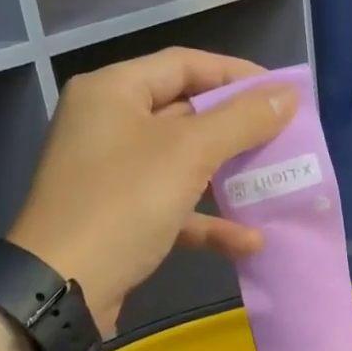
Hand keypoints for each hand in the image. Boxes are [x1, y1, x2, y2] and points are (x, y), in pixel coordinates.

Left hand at [8, 48, 294, 330]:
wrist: (63, 287)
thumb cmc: (123, 203)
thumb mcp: (188, 154)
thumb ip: (241, 120)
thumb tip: (288, 94)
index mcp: (113, 91)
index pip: (183, 64)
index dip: (235, 74)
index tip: (280, 92)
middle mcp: (108, 124)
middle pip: (185, 113)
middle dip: (236, 130)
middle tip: (284, 138)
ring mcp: (112, 174)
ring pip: (181, 164)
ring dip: (228, 178)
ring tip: (273, 184)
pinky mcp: (120, 218)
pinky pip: (172, 208)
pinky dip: (207, 221)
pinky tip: (248, 242)